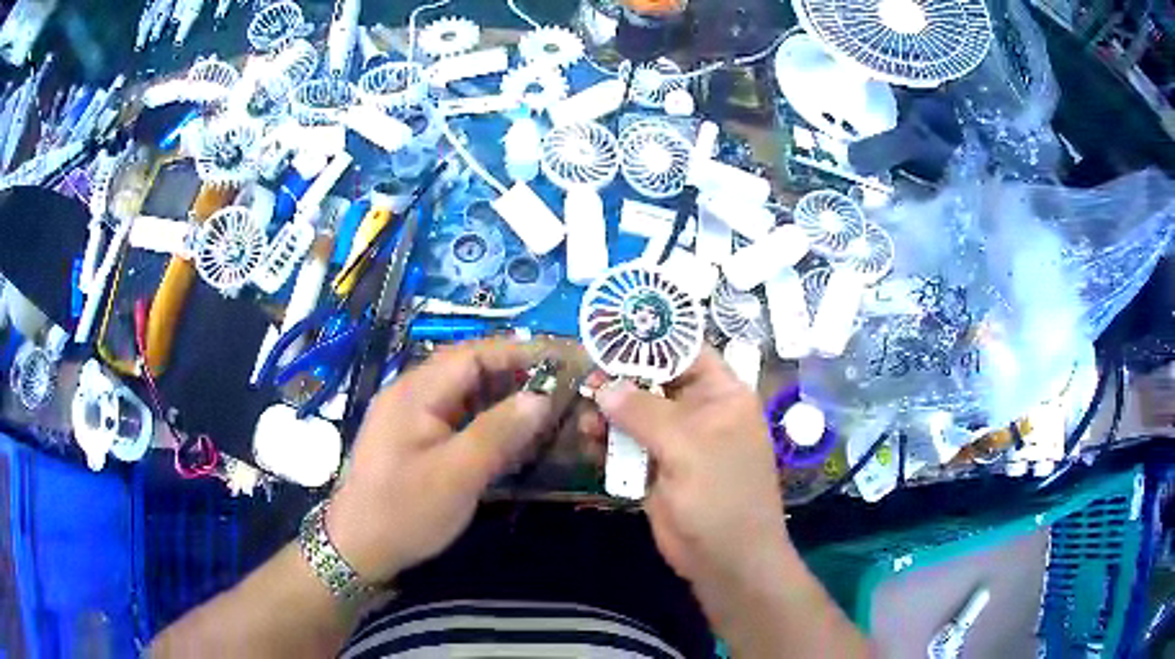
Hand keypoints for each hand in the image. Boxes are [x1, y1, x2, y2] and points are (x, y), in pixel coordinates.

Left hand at [326, 339, 551, 582]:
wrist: (359, 548)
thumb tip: (541, 398)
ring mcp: (411, 418)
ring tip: (544, 414)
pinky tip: (511, 441)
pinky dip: (487, 424)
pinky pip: (457, 420)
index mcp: (416, 392)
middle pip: (469, 371)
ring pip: (465, 396)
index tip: (561, 362)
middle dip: (515, 377)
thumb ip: (499, 432)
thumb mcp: (457, 474)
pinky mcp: (415, 441)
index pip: (473, 354)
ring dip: (503, 401)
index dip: (518, 354)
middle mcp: (412, 395)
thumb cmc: (405, 510)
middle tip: (560, 391)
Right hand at [594, 348, 791, 598]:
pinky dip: (608, 442)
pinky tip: (589, 444)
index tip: (609, 331)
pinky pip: (628, 445)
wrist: (725, 559)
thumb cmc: (720, 495)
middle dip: (621, 379)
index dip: (650, 339)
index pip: (686, 351)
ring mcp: (677, 441)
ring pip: (636, 414)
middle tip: (586, 380)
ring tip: (585, 418)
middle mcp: (700, 412)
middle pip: (655, 381)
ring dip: (609, 413)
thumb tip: (603, 385)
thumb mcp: (687, 447)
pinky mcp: (657, 468)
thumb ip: (644, 412)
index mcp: (722, 395)